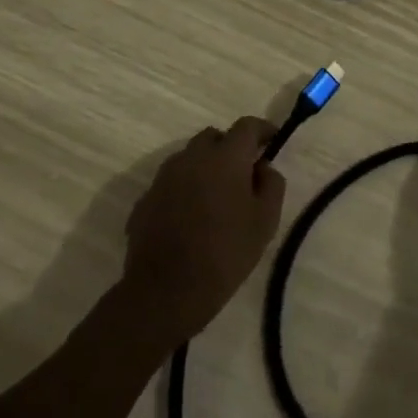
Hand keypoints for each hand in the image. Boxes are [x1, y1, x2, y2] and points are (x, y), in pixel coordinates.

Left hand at [122, 116, 285, 344]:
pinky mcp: (145, 200)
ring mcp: (163, 178)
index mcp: (225, 157)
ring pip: (189, 158)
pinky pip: (172, 183)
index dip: (262, 129)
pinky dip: (185, 189)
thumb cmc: (225, 253)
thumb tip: (263, 167)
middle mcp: (191, 158)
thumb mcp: (265, 221)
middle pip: (213, 137)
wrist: (165, 292)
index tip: (272, 141)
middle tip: (244, 173)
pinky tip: (192, 218)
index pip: (246, 126)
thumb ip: (271, 185)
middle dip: (230, 147)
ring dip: (206, 167)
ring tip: (217, 198)